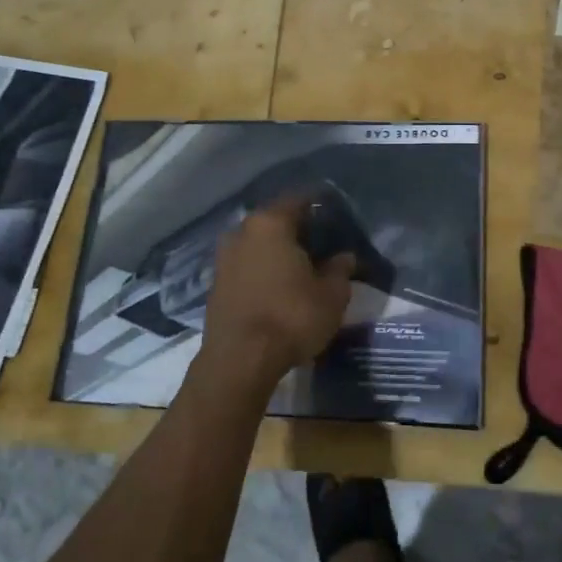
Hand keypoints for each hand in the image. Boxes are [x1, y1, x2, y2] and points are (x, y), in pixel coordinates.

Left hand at [198, 196, 355, 392]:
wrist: (239, 361)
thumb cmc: (291, 317)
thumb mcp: (331, 295)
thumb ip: (340, 270)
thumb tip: (345, 257)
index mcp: (271, 223)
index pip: (300, 200)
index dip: (321, 206)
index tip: (337, 215)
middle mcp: (243, 231)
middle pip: (276, 221)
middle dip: (299, 230)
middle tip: (323, 243)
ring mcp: (224, 257)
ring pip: (259, 244)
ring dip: (278, 252)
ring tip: (302, 268)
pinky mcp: (216, 284)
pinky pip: (246, 266)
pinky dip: (263, 270)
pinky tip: (279, 287)